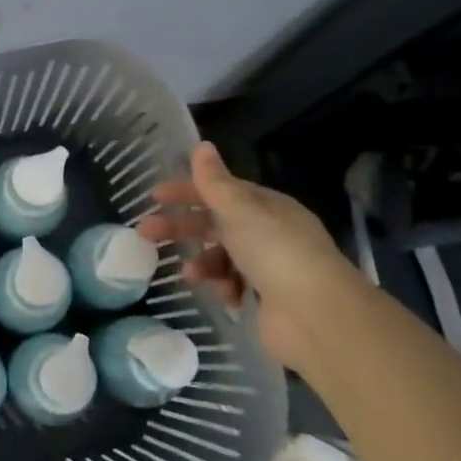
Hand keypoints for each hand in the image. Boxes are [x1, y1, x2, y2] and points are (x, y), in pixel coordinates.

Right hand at [138, 143, 358, 375]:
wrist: (316, 315)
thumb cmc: (276, 252)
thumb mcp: (240, 210)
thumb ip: (215, 182)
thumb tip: (201, 145)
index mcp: (267, 206)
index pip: (221, 191)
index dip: (187, 191)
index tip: (155, 196)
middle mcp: (269, 232)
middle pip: (216, 223)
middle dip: (182, 227)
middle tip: (145, 233)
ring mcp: (270, 266)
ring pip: (222, 257)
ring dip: (202, 261)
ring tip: (189, 274)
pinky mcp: (267, 298)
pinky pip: (234, 285)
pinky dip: (223, 287)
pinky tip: (222, 295)